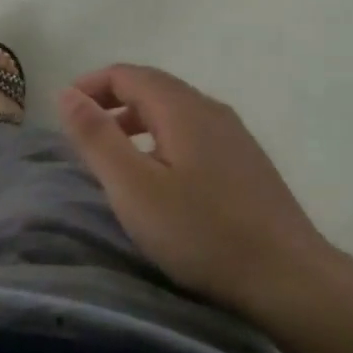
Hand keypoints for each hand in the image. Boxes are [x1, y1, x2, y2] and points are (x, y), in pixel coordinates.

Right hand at [58, 64, 335, 315]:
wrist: (288, 278)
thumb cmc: (201, 231)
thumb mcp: (133, 186)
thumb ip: (97, 137)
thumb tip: (67, 94)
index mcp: (183, 108)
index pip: (127, 74)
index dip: (90, 85)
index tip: (64, 113)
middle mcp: (212, 110)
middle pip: (153, 87)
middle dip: (111, 101)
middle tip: (82, 133)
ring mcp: (235, 136)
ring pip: (175, 111)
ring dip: (136, 121)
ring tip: (114, 154)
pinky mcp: (247, 163)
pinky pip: (194, 133)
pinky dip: (162, 138)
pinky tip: (160, 176)